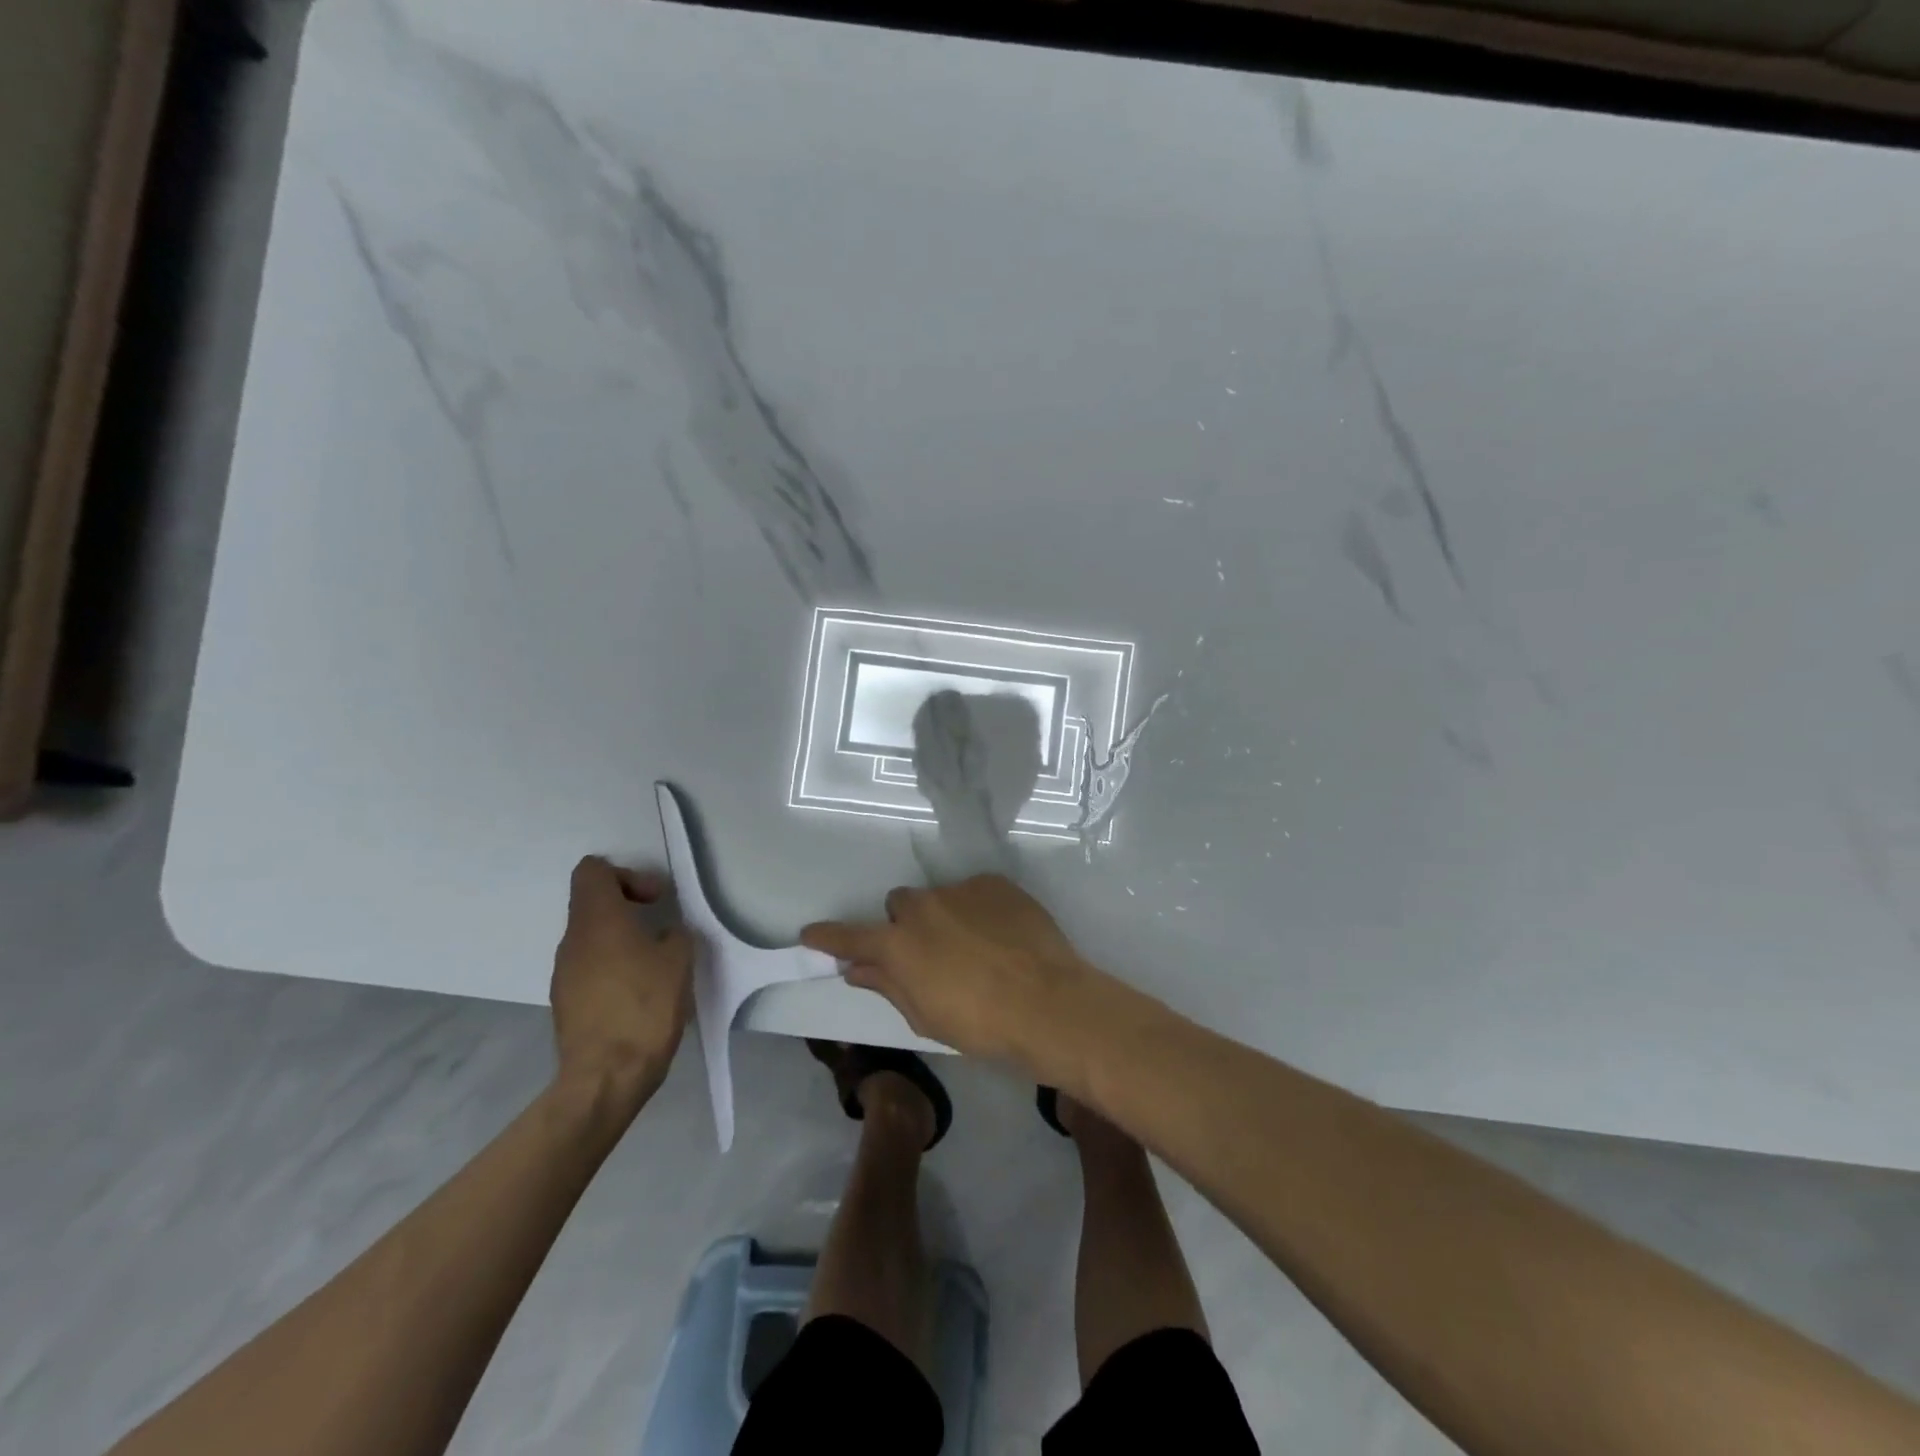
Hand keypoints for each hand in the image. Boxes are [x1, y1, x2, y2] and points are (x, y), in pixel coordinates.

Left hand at [550, 856, 695, 1107]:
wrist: (606, 1077)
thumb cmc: (645, 1007)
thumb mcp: (679, 960)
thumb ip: (675, 934)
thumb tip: (666, 934)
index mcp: (597, 920)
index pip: (592, 871)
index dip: (626, 874)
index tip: (655, 899)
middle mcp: (572, 940)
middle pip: (592, 904)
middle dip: (628, 908)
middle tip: (661, 928)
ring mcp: (564, 974)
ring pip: (591, 938)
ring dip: (621, 940)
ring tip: (654, 965)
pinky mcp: (566, 1003)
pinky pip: (589, 968)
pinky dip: (613, 968)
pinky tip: (639, 994)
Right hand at [800, 874, 1092, 1067]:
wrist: (1049, 1003)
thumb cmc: (980, 1024)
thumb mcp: (925, 1016)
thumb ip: (887, 985)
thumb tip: (857, 969)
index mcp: (899, 943)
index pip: (850, 936)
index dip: (828, 936)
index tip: (810, 933)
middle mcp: (923, 906)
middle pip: (899, 906)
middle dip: (905, 926)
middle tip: (928, 956)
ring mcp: (961, 889)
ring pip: (940, 898)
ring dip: (945, 918)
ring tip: (976, 949)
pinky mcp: (995, 883)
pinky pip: (975, 893)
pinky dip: (978, 911)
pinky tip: (1001, 937)